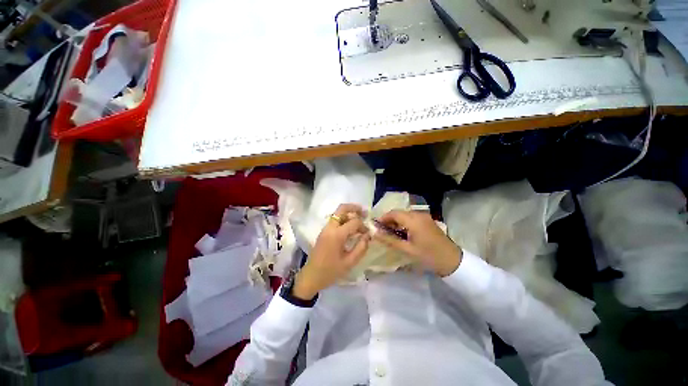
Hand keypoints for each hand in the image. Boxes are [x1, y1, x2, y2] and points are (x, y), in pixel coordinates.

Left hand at [293, 204, 370, 299]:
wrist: (311, 276)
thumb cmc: (331, 271)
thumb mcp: (349, 262)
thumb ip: (361, 247)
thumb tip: (368, 236)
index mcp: (337, 235)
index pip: (354, 222)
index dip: (363, 226)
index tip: (368, 233)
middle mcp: (330, 227)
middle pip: (342, 209)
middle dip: (354, 208)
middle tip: (365, 212)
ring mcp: (325, 228)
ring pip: (338, 213)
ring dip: (349, 213)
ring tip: (360, 218)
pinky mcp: (323, 232)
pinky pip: (335, 220)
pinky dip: (344, 219)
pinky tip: (350, 227)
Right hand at [374, 210, 461, 276]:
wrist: (452, 260)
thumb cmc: (428, 255)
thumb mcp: (407, 249)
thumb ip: (390, 240)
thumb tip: (375, 233)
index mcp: (413, 220)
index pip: (393, 213)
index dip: (383, 218)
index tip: (376, 226)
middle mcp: (418, 214)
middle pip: (399, 212)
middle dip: (389, 220)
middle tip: (383, 231)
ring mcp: (424, 216)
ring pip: (405, 214)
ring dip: (396, 221)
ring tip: (391, 233)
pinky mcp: (427, 220)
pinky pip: (411, 217)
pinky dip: (404, 222)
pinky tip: (403, 232)